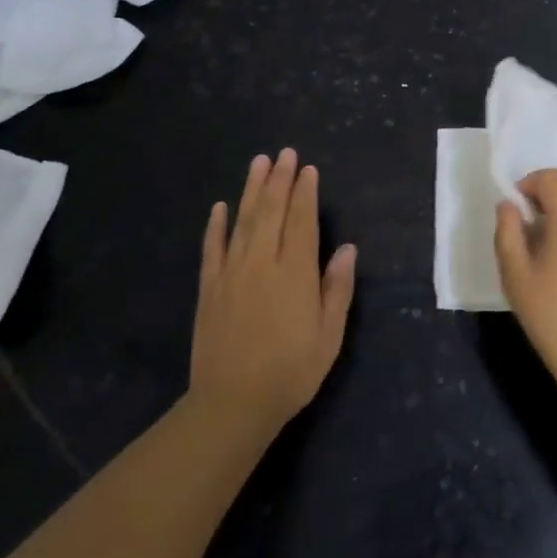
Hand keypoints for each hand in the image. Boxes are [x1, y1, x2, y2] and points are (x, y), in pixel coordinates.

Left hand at [188, 149, 356, 439]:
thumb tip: (347, 248)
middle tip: (284, 153)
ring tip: (258, 162)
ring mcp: (232, 273)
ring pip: (243, 221)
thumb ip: (338, 289)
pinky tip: (220, 206)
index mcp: (295, 273)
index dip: (305, 193)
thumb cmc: (291, 372)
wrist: (232, 404)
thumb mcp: (329, 335)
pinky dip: (216, 225)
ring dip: (251, 189)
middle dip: (279, 180)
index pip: (302, 221)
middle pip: (271, 212)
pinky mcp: (209, 288)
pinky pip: (212, 248)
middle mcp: (263, 263)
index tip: (307, 169)